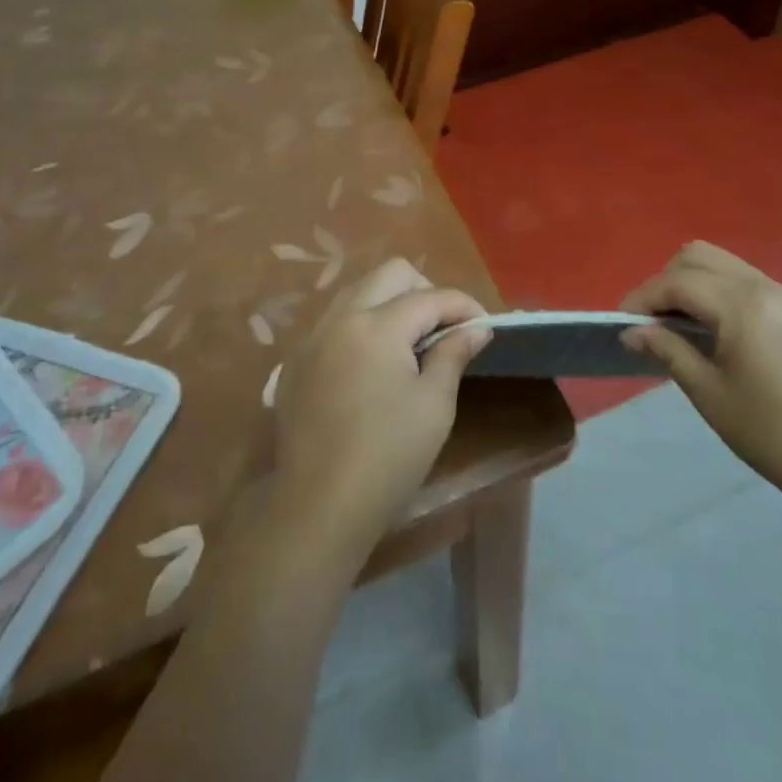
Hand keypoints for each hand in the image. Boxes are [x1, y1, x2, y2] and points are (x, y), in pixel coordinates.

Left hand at [272, 259, 489, 555]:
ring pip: (358, 292)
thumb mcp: (434, 405)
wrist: (317, 507)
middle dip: (425, 291)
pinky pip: (335, 322)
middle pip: (390, 274)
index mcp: (377, 326)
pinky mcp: (297, 362)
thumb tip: (475, 328)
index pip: (430, 296)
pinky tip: (374, 365)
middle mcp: (340, 318)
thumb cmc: (387, 456)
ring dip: (390, 303)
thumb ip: (453, 355)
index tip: (484, 326)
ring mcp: (312, 338)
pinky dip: (362, 326)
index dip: (464, 306)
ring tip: (411, 342)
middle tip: (444, 328)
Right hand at [620, 241, 781, 517]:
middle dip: (666, 281)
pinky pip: (745, 281)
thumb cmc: (769, 431)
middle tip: (650, 320)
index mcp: (741, 304)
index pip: (677, 282)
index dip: (643, 297)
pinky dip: (718, 291)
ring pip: (723, 264)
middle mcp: (764, 286)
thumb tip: (632, 331)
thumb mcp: (708, 392)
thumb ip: (668, 349)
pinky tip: (712, 329)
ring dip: (692, 283)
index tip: (621, 322)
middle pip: (698, 257)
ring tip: (676, 323)